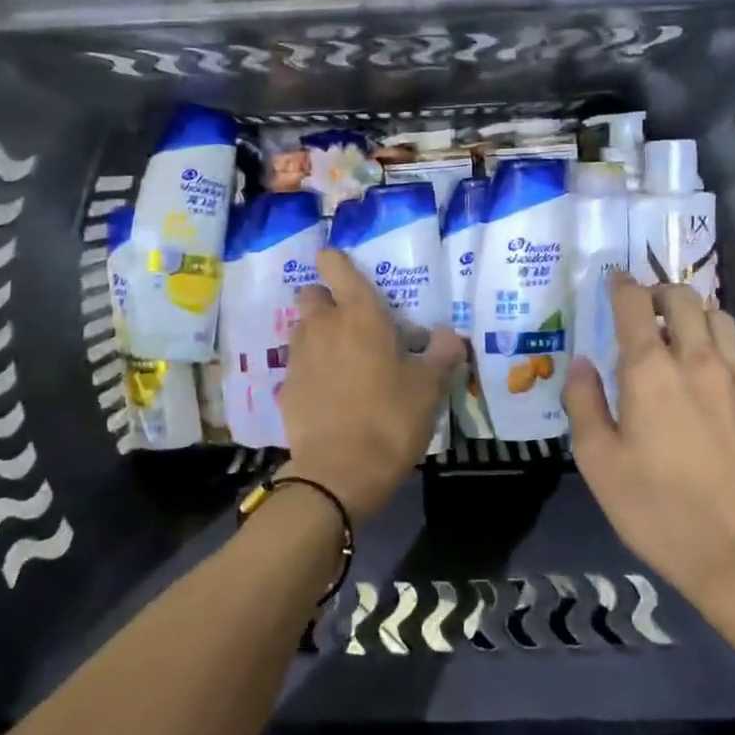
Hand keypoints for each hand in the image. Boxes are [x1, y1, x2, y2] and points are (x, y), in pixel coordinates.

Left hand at [280, 248, 466, 522]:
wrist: (340, 472)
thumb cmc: (391, 418)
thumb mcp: (431, 387)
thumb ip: (443, 353)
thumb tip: (448, 337)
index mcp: (360, 314)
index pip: (335, 265)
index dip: (337, 262)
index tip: (348, 271)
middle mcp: (323, 326)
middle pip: (311, 295)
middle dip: (327, 301)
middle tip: (353, 324)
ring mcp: (299, 357)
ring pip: (302, 329)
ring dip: (318, 335)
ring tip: (344, 361)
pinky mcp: (286, 388)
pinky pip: (298, 366)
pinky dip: (312, 371)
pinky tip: (331, 395)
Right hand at [564, 275, 734, 688]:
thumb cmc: (658, 510)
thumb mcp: (599, 463)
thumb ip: (584, 403)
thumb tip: (581, 363)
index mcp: (650, 371)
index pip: (635, 304)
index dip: (621, 285)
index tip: (612, 280)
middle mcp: (697, 361)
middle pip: (684, 298)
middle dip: (659, 290)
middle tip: (641, 305)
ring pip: (719, 317)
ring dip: (694, 311)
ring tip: (676, 330)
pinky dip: (717, 342)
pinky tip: (706, 370)